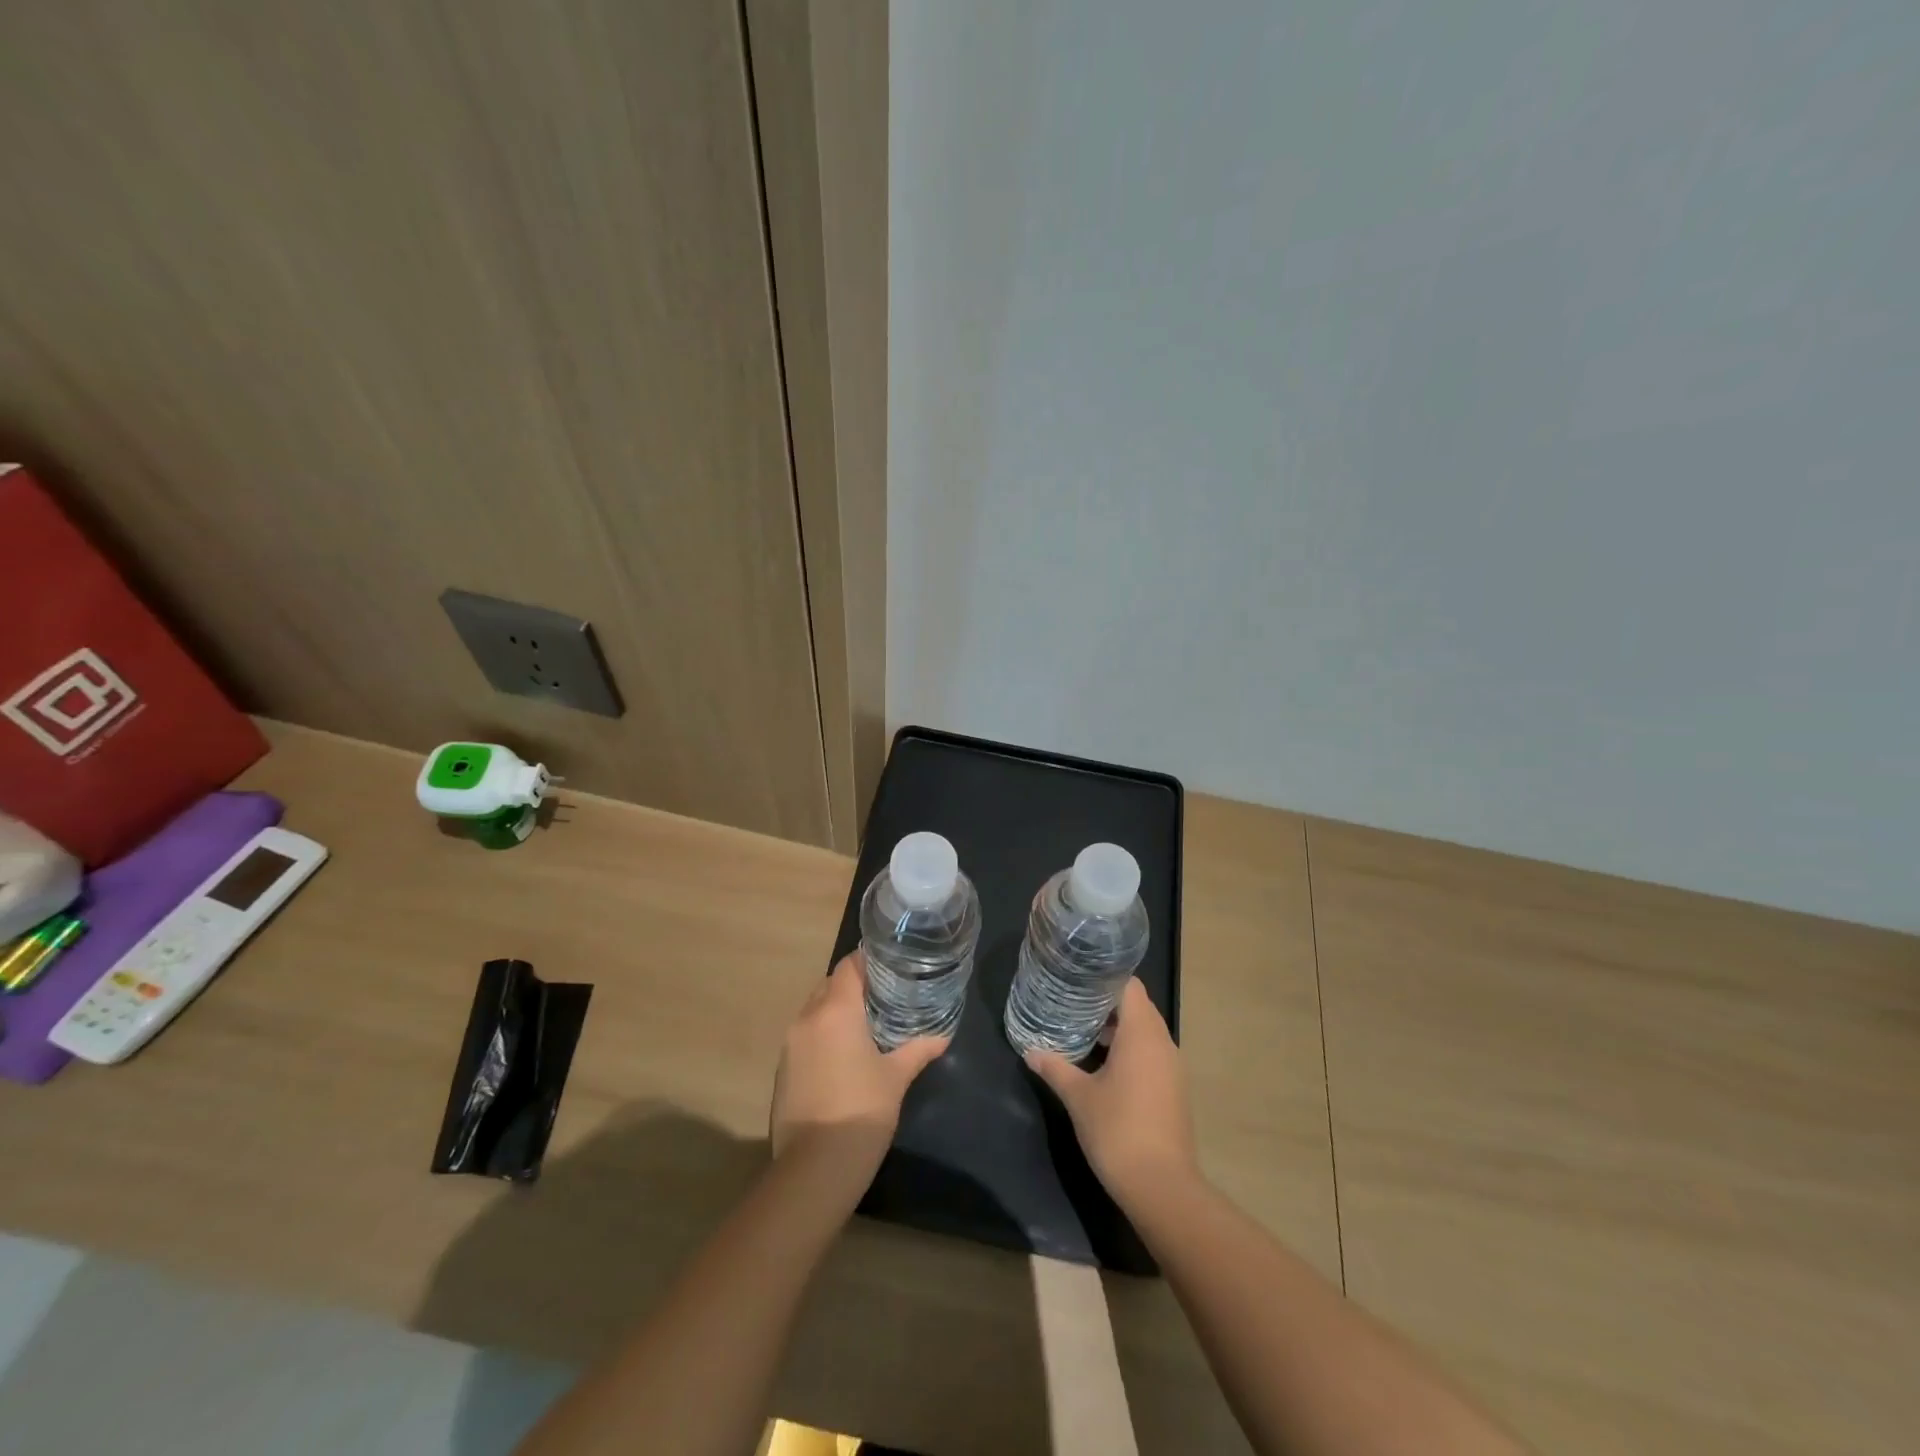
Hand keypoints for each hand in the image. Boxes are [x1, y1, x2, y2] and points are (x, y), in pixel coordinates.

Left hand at [770, 951, 948, 1186]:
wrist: (814, 1169)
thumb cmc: (861, 1112)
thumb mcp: (896, 1078)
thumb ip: (918, 1050)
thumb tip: (942, 1036)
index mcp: (836, 1010)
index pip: (848, 966)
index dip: (868, 961)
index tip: (890, 966)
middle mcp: (808, 1018)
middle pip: (829, 985)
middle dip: (853, 986)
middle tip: (884, 995)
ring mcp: (790, 1045)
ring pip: (814, 1011)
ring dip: (836, 1011)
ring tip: (866, 1024)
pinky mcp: (782, 1069)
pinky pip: (805, 1036)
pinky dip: (823, 1035)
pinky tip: (844, 1056)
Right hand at [1025, 978, 1197, 1205]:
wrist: (1161, 1187)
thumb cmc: (1117, 1130)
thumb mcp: (1078, 1096)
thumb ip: (1055, 1067)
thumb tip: (1030, 1051)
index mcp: (1142, 1033)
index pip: (1129, 985)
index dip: (1104, 978)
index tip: (1078, 979)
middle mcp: (1162, 1042)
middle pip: (1138, 1006)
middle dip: (1106, 1004)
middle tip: (1073, 1003)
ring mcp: (1172, 1067)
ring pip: (1145, 1032)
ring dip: (1118, 1029)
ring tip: (1083, 1032)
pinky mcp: (1174, 1089)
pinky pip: (1151, 1054)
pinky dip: (1130, 1051)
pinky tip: (1103, 1066)